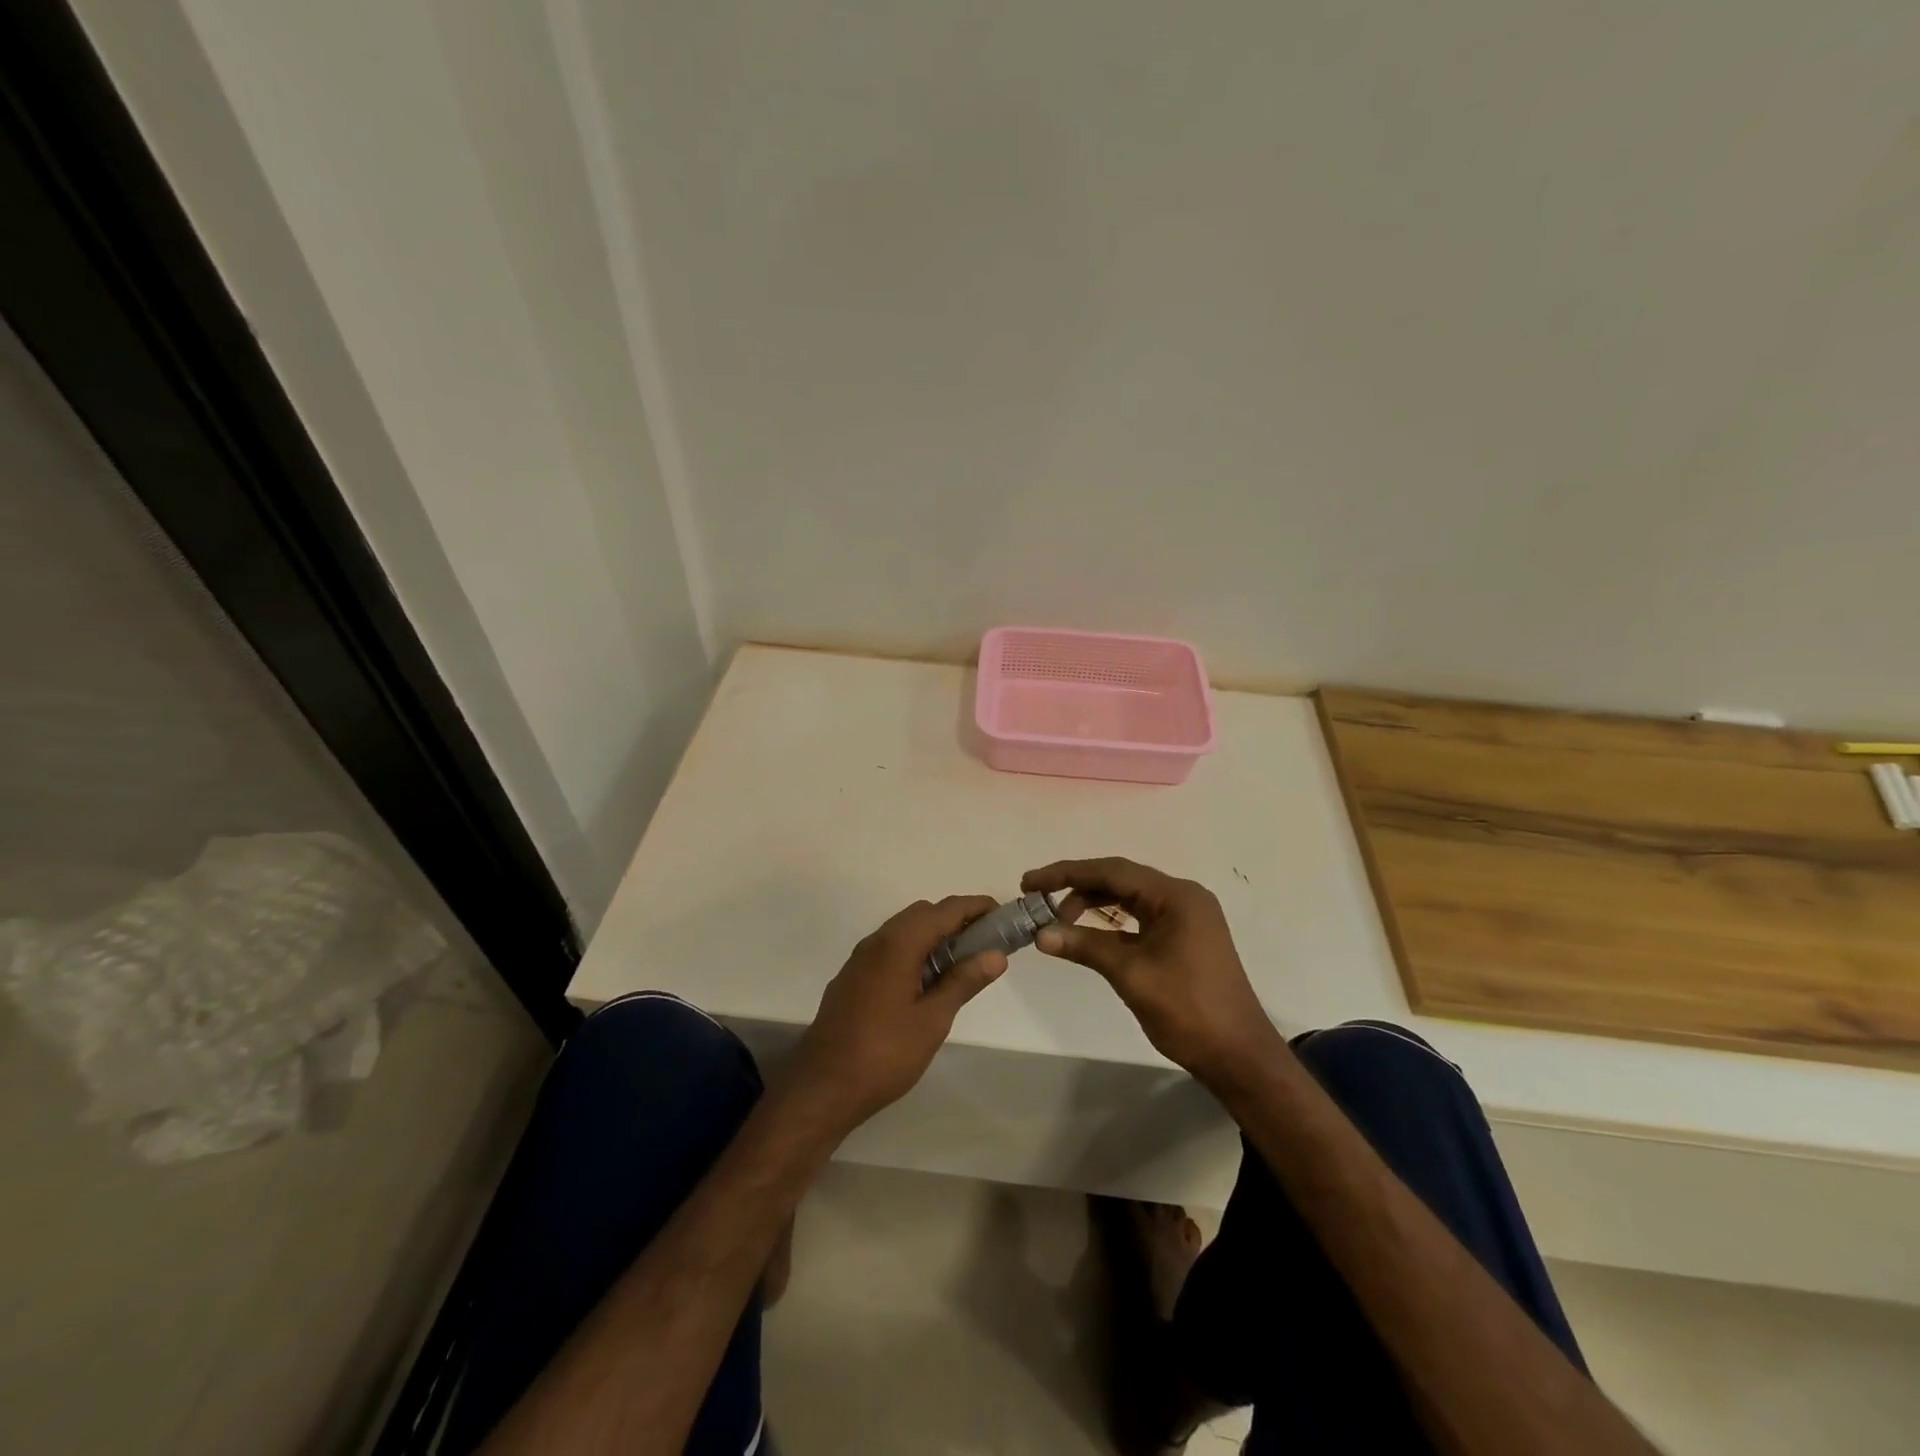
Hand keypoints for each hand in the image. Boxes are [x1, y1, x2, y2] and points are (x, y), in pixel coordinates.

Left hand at [783, 896, 1008, 1133]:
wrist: (822, 1086)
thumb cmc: (884, 1054)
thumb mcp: (932, 1020)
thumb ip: (964, 982)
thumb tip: (996, 955)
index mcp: (898, 944)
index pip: (945, 909)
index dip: (976, 907)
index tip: (1003, 915)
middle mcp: (877, 941)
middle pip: (923, 913)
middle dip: (956, 919)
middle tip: (986, 943)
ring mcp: (860, 959)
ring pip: (903, 930)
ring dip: (934, 935)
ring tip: (962, 964)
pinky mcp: (852, 977)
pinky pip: (889, 948)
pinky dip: (914, 950)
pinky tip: (926, 982)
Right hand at [1021, 858, 1284, 1088]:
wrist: (1238, 1056)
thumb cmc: (1188, 1010)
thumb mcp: (1130, 974)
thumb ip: (1085, 946)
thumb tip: (1040, 933)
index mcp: (1176, 896)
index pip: (1111, 871)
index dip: (1066, 873)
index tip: (1030, 882)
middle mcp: (1183, 897)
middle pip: (1120, 879)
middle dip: (1077, 887)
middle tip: (1038, 900)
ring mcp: (1187, 917)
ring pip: (1129, 897)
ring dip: (1093, 904)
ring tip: (1058, 920)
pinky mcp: (1185, 937)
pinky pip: (1140, 917)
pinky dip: (1112, 922)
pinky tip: (1090, 932)